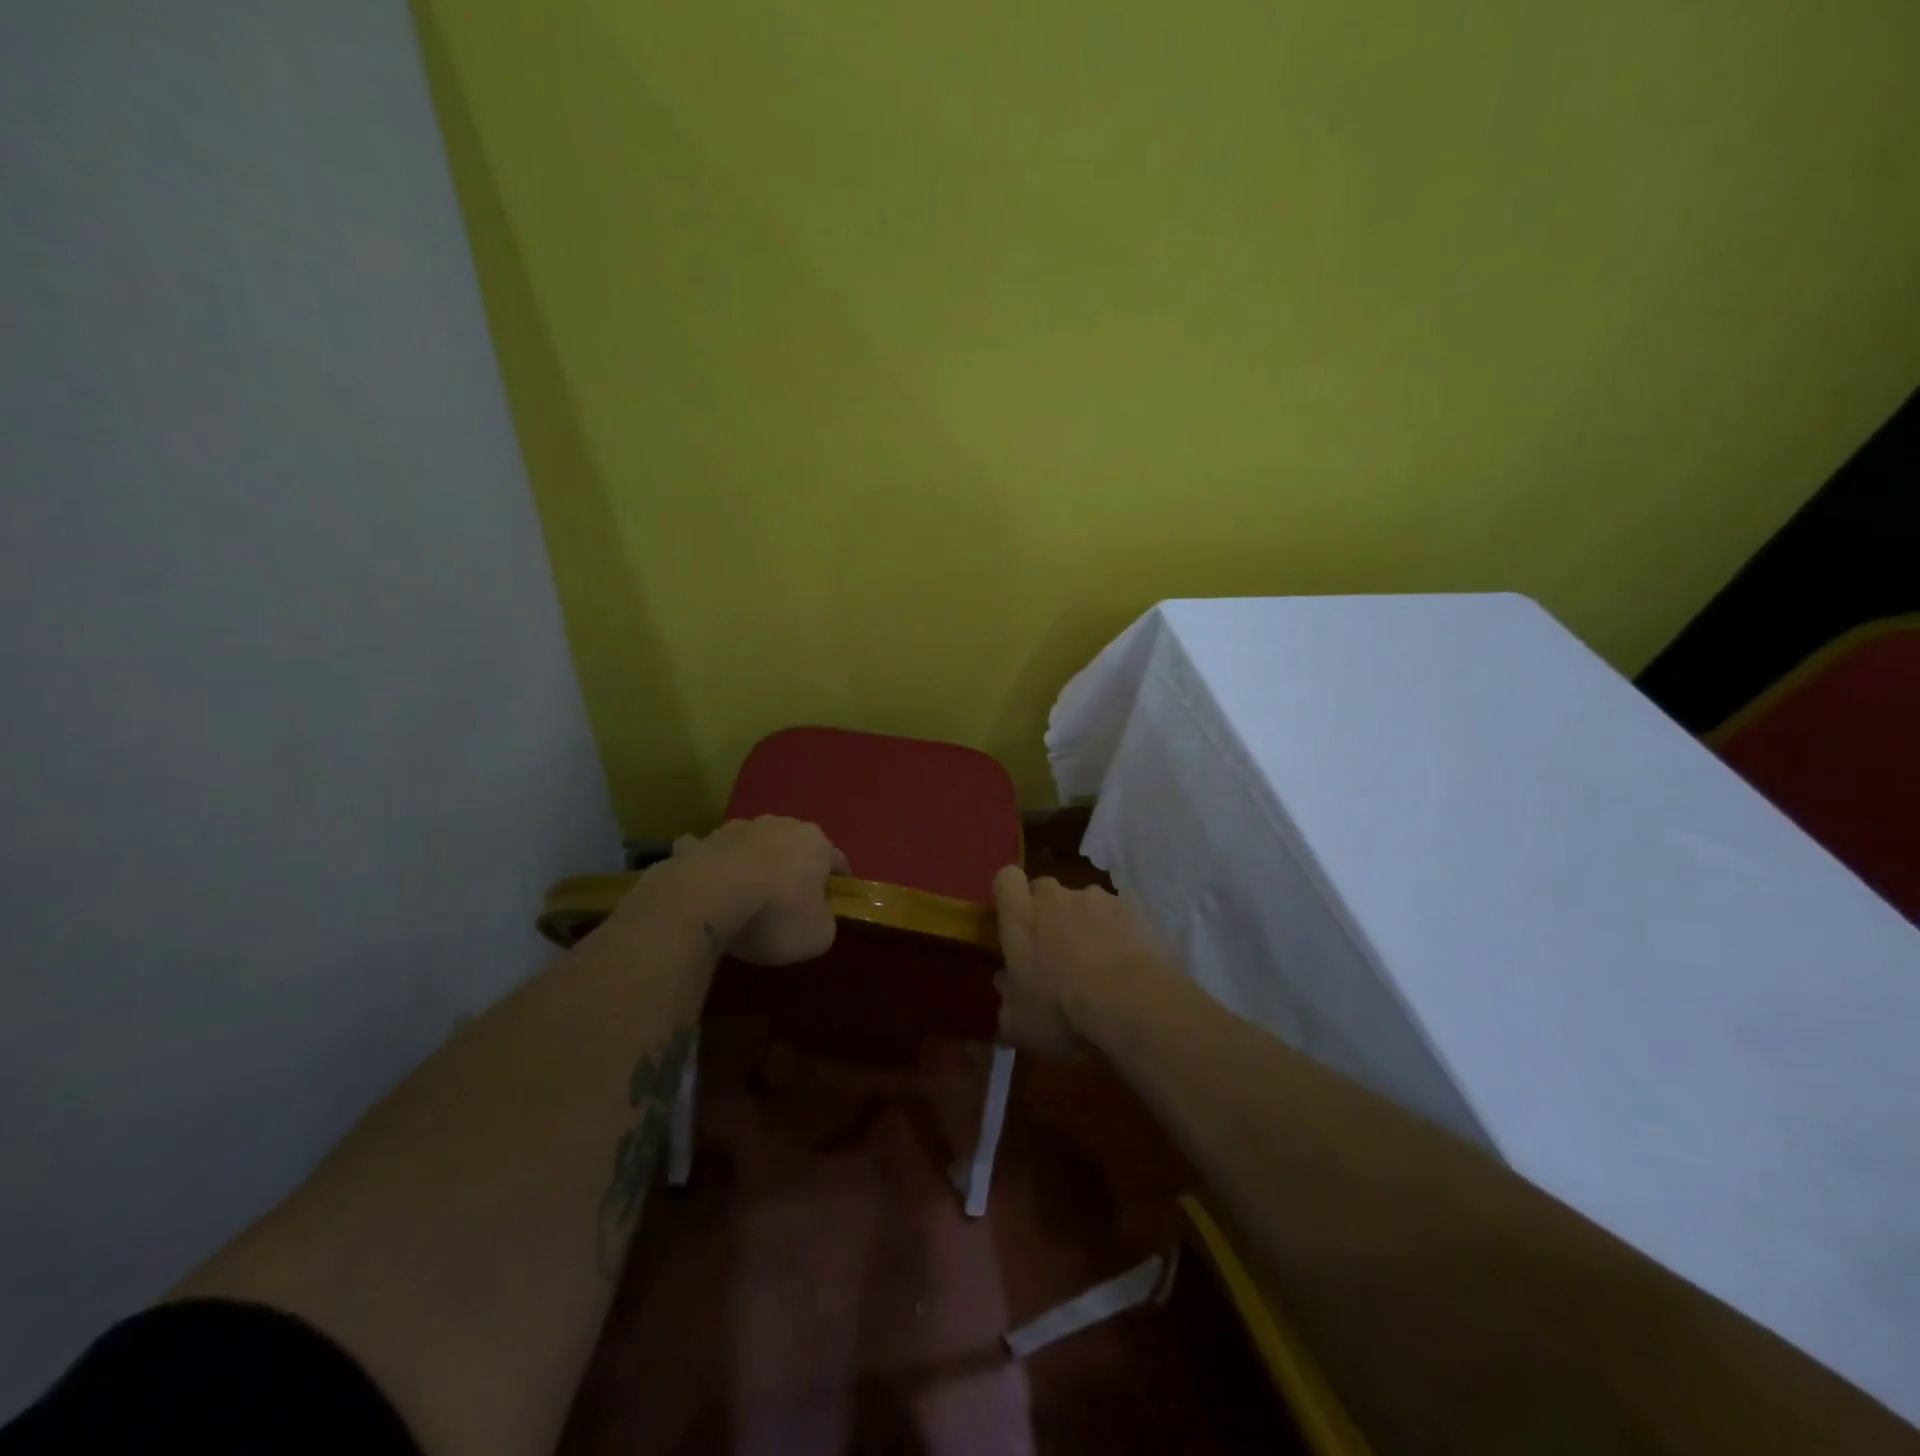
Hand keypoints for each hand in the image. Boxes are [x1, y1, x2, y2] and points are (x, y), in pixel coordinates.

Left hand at [631, 816, 848, 964]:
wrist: (707, 899)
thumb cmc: (775, 914)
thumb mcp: (818, 935)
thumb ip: (825, 922)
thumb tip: (816, 916)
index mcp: (816, 843)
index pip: (837, 861)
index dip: (837, 884)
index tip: (832, 905)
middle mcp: (780, 825)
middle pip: (794, 847)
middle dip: (793, 869)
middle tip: (788, 902)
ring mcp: (737, 829)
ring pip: (752, 845)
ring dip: (753, 863)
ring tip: (746, 895)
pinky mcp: (701, 842)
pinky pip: (711, 853)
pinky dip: (711, 864)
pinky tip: (705, 885)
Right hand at [992, 867, 1173, 1054]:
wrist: (1130, 1004)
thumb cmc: (1061, 1012)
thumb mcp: (1018, 1023)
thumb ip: (1007, 998)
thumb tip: (1004, 982)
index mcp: (1020, 917)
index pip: (1006, 879)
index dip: (1010, 894)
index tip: (1015, 918)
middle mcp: (1054, 897)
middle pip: (1044, 889)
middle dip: (1047, 911)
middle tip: (1054, 946)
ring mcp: (1095, 899)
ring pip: (1083, 902)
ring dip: (1084, 921)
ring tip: (1098, 959)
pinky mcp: (1130, 907)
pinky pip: (1116, 913)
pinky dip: (1117, 930)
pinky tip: (1125, 961)